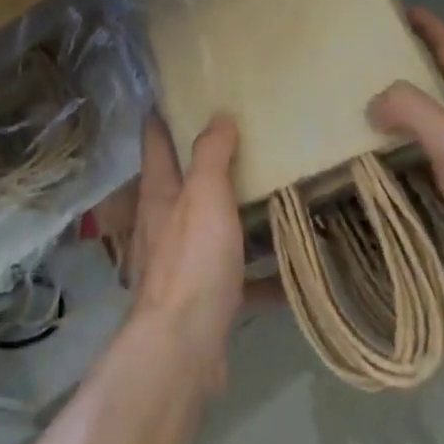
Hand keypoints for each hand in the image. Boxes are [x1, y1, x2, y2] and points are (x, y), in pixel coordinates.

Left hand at [128, 112, 246, 391]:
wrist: (183, 349)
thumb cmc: (191, 261)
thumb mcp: (204, 196)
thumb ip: (211, 155)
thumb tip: (218, 115)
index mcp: (158, 192)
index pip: (155, 140)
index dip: (163, 115)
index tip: (179, 94)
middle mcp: (161, 223)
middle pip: (179, 183)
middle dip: (202, 164)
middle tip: (239, 142)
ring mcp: (178, 263)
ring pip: (206, 229)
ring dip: (230, 217)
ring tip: (267, 199)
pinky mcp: (200, 300)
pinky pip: (233, 279)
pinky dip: (256, 275)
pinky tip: (287, 276)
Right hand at [367, 8, 443, 296]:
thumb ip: (410, 109)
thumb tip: (375, 102)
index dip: (427, 26)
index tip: (396, 9)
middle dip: (412, 64)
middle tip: (370, 59)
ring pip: (442, 115)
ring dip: (411, 106)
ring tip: (372, 105)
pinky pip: (440, 150)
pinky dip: (414, 144)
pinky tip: (394, 158)